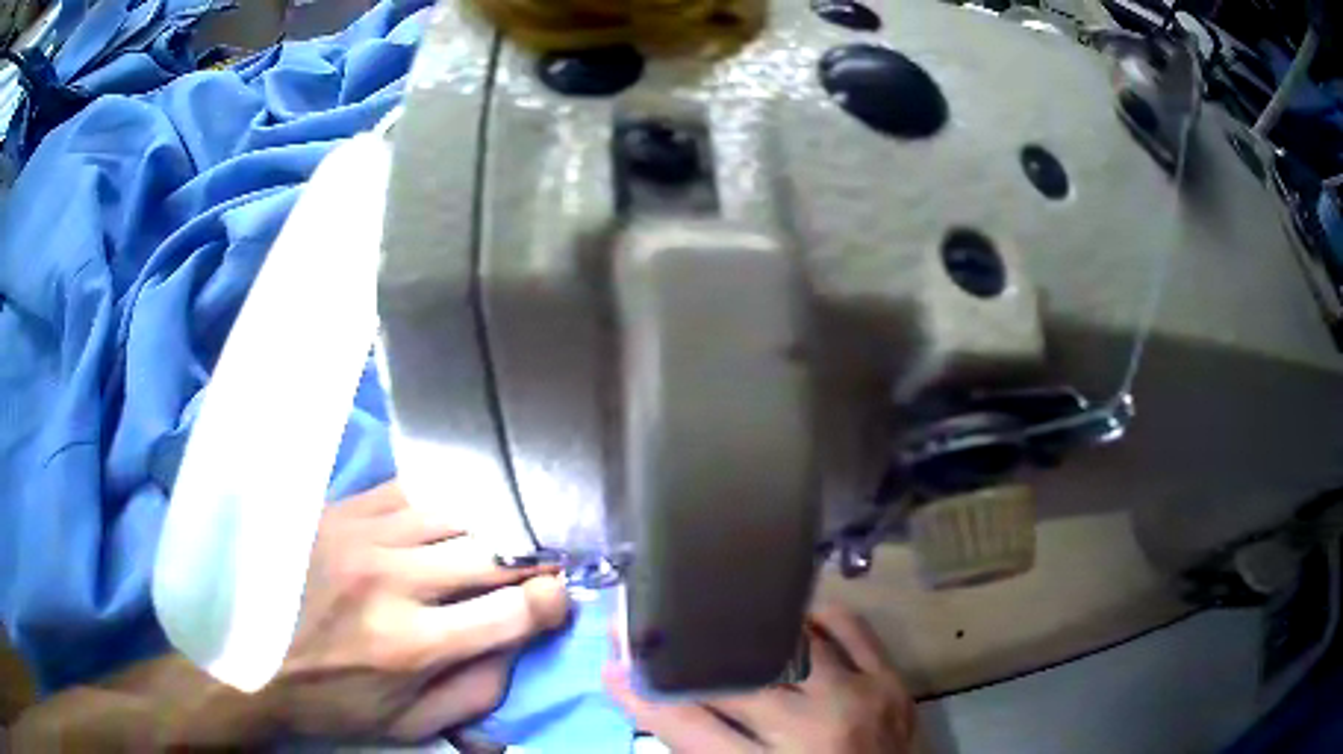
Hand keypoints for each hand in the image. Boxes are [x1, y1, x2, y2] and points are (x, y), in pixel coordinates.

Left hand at [262, 481, 569, 741]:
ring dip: (488, 527)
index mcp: (411, 645)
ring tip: (501, 538)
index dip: (551, 602)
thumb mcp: (410, 724)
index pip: (510, 612)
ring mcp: (361, 536)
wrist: (249, 655)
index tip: (559, 598)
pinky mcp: (338, 511)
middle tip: (542, 564)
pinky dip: (440, 503)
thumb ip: (477, 692)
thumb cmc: (334, 700)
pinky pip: (408, 491)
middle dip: (530, 559)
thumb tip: (518, 644)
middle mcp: (391, 581)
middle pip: (490, 552)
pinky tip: (447, 516)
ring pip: (453, 512)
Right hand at [604, 607, 913, 752]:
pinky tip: (788, 617)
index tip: (611, 665)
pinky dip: (813, 617)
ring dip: (744, 628)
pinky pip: (849, 627)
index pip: (686, 725)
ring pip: (789, 641)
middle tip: (650, 628)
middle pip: (732, 677)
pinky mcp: (891, 680)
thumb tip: (661, 711)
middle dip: (681, 651)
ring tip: (712, 614)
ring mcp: (860, 697)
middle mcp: (815, 729)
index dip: (640, 693)